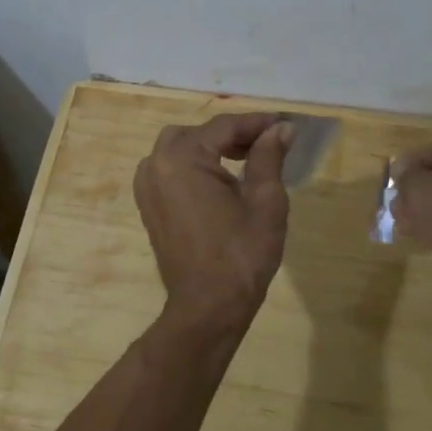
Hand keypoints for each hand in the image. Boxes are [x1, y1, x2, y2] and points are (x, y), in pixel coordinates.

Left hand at [134, 113, 292, 322]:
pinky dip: (193, 166)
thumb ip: (269, 157)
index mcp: (182, 159)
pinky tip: (220, 182)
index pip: (224, 127)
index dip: (256, 123)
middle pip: (198, 133)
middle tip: (265, 145)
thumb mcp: (265, 201)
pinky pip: (169, 170)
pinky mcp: (148, 206)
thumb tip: (281, 129)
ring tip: (245, 161)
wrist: (208, 307)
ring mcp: (147, 187)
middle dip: (231, 134)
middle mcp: (156, 165)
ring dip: (210, 148)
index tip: (284, 124)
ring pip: (179, 149)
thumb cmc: (241, 254)